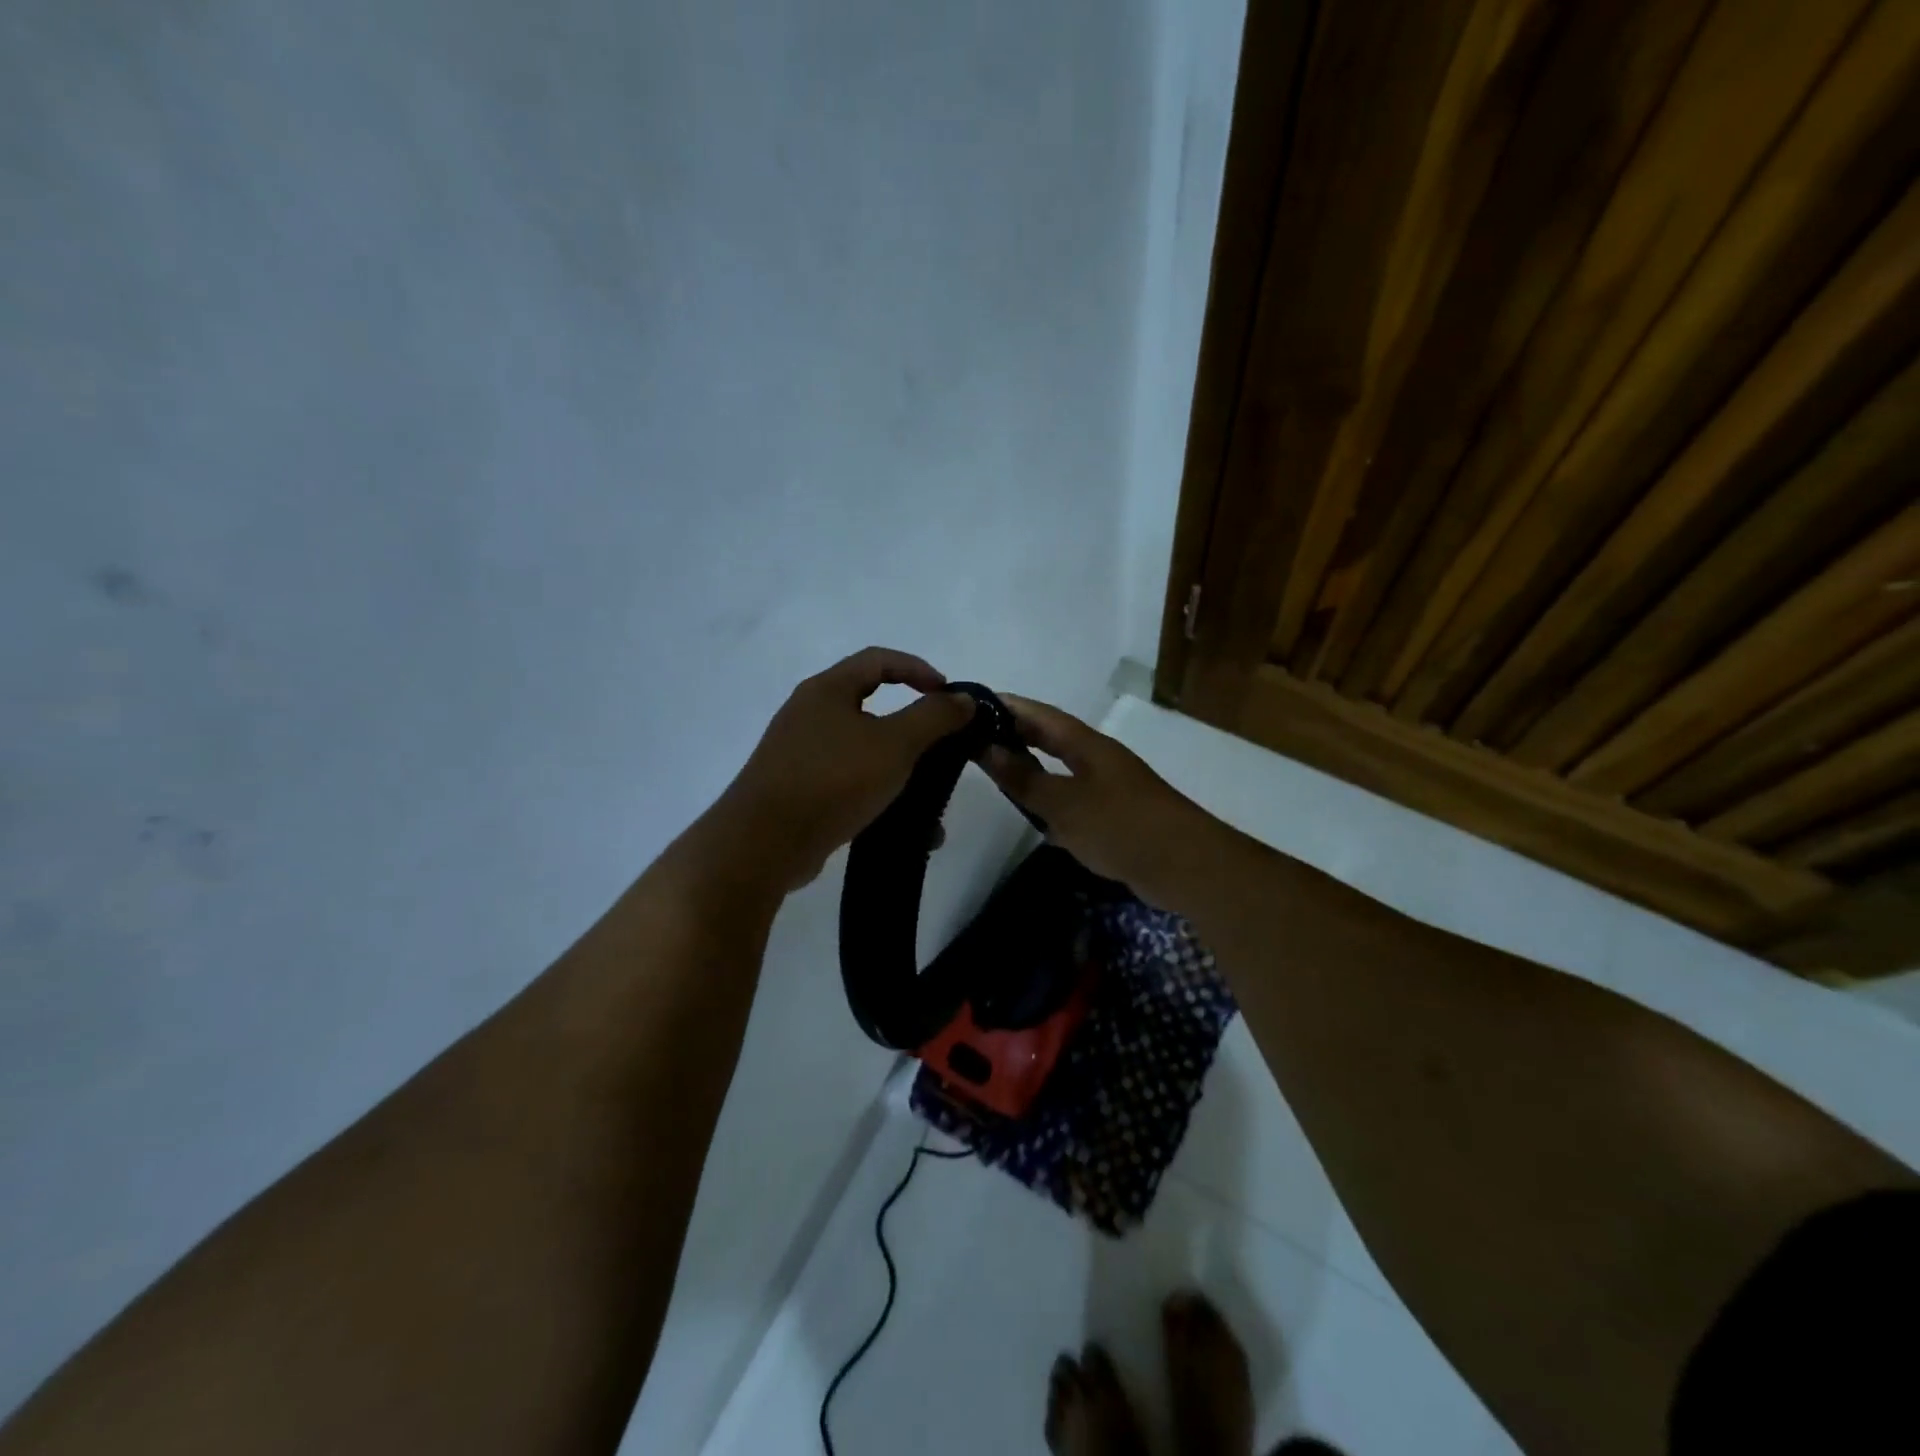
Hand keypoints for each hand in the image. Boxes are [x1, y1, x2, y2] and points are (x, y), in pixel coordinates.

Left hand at [719, 647, 974, 890]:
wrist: (763, 843)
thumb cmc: (832, 779)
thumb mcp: (894, 744)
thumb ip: (933, 717)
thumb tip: (963, 698)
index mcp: (827, 689)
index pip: (879, 660)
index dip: (919, 669)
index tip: (949, 696)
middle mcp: (809, 714)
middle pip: (870, 705)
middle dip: (913, 728)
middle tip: (942, 747)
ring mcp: (799, 753)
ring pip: (863, 750)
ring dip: (900, 769)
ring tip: (929, 798)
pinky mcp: (798, 790)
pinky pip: (848, 782)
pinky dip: (878, 795)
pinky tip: (901, 824)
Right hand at [980, 694, 1219, 905]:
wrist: (1186, 866)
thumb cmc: (1120, 826)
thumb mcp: (1063, 803)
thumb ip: (1024, 779)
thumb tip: (987, 749)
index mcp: (1088, 745)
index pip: (1041, 715)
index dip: (1009, 707)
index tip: (974, 704)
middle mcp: (1099, 759)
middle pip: (1053, 739)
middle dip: (1018, 735)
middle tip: (977, 738)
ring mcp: (1111, 788)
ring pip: (1063, 770)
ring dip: (1034, 769)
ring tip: (998, 773)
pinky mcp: (1117, 818)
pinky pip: (1075, 800)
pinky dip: (1052, 803)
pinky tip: (1036, 818)